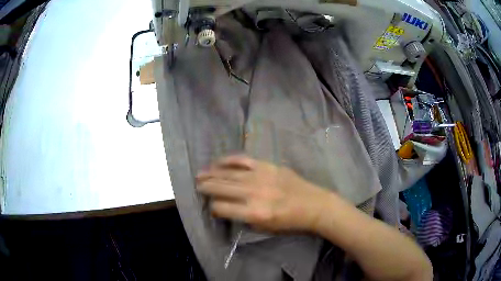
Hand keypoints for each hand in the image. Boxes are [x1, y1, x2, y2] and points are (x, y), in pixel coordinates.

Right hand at [196, 155, 333, 232]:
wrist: (314, 205)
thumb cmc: (290, 222)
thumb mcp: (265, 229)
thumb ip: (244, 218)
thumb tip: (227, 208)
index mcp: (254, 213)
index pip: (222, 208)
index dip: (213, 208)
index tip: (211, 207)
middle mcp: (254, 193)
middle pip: (222, 188)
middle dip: (206, 187)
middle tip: (196, 184)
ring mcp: (261, 177)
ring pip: (229, 173)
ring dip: (212, 173)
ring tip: (200, 173)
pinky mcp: (268, 166)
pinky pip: (243, 159)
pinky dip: (229, 160)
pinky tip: (218, 161)